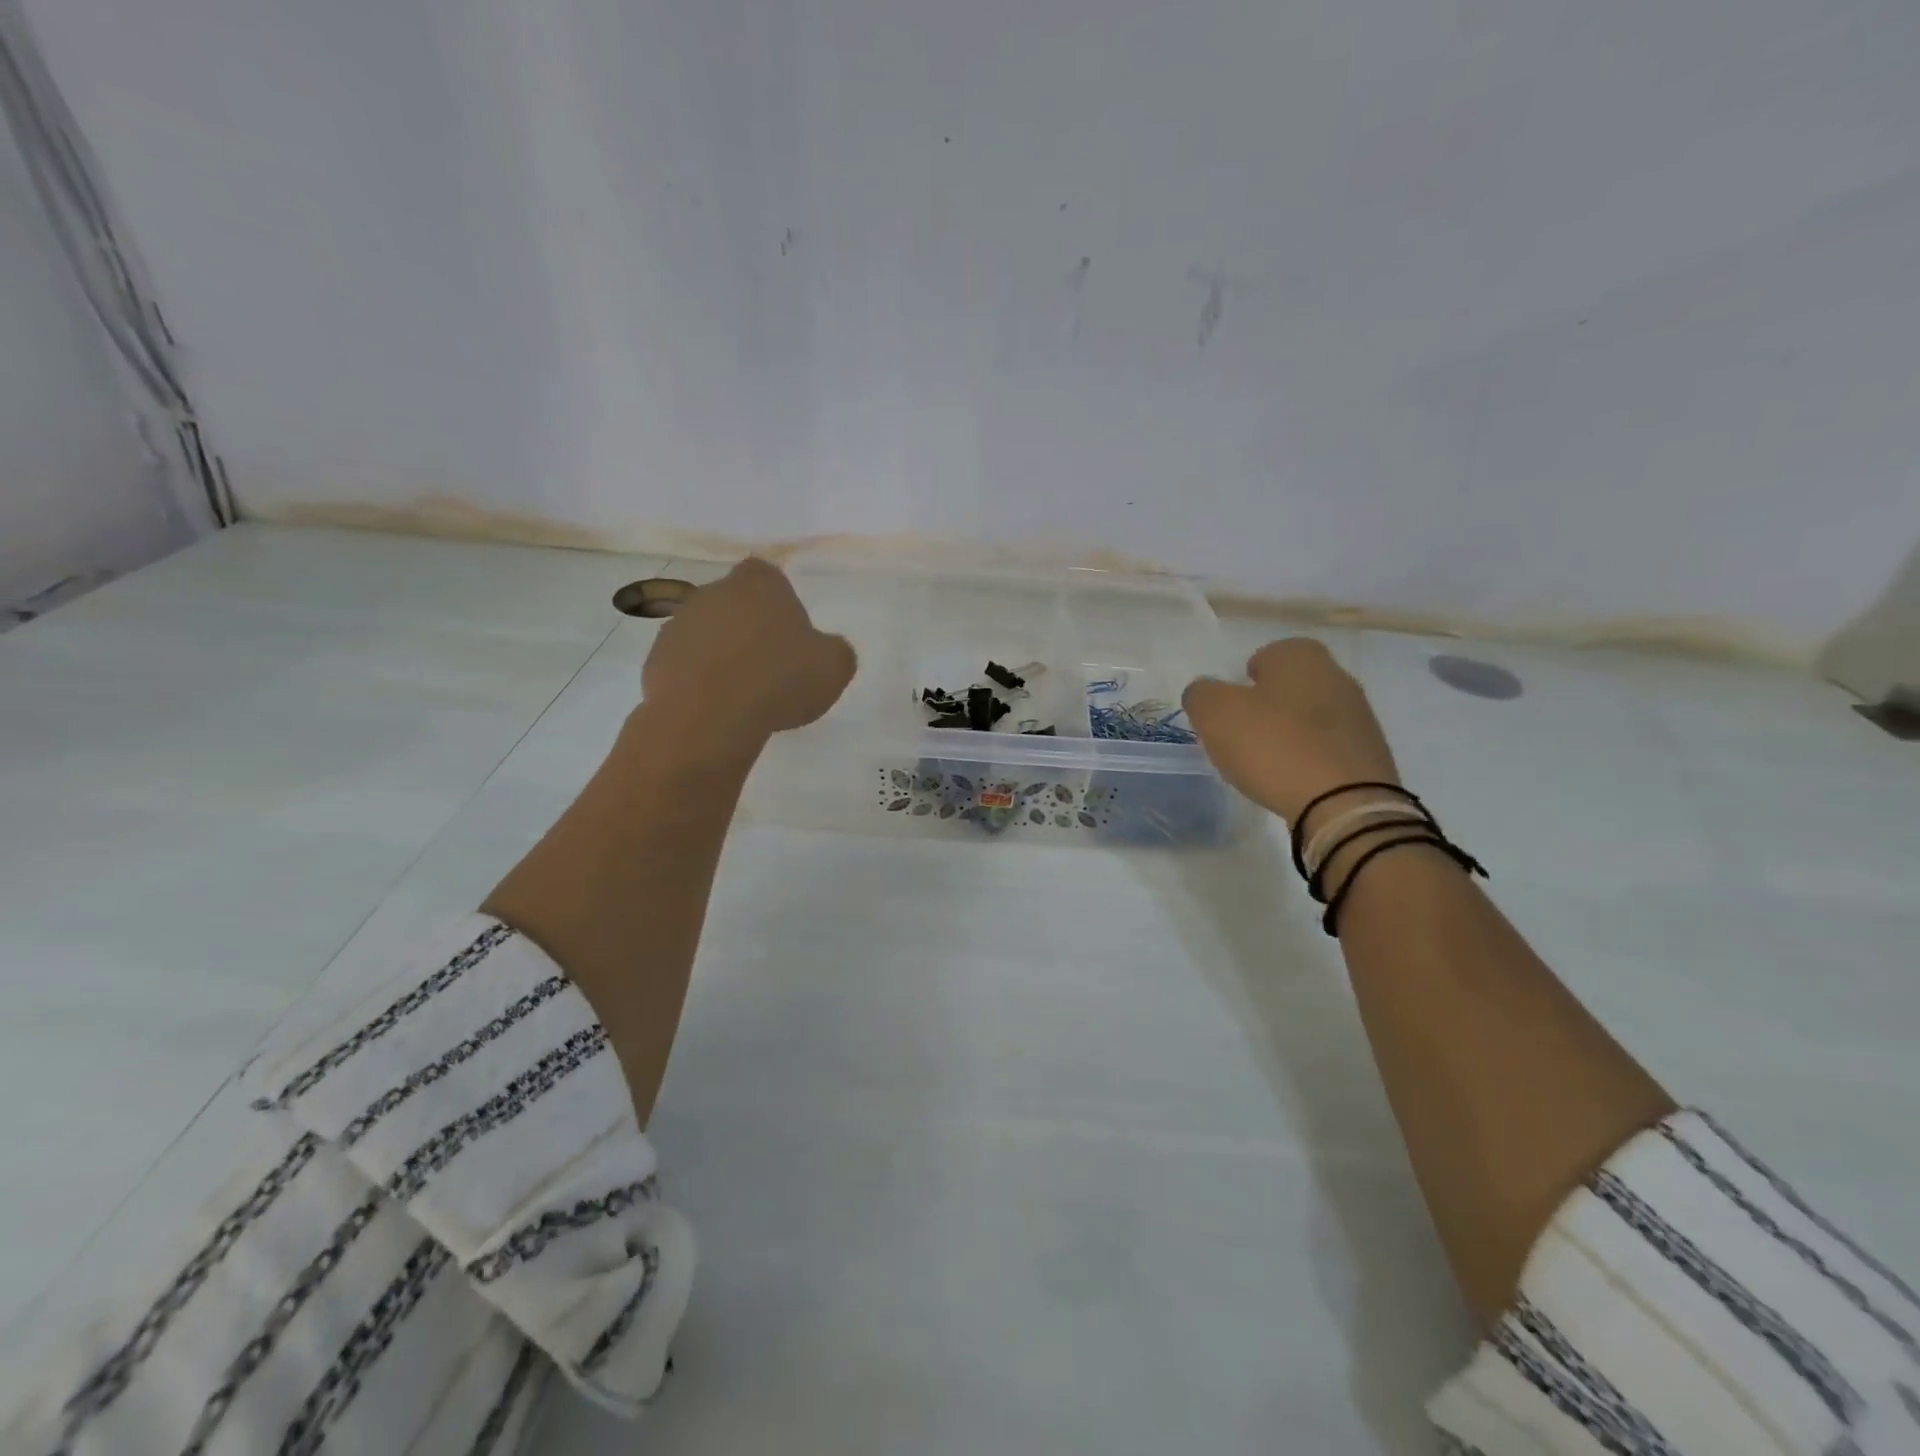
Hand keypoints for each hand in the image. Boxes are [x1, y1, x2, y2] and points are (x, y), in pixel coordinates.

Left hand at [640, 558, 856, 743]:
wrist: (707, 717)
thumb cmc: (779, 680)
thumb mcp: (834, 667)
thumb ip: (836, 651)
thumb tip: (826, 650)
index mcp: (759, 583)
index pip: (769, 577)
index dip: (781, 604)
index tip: (792, 636)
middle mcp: (714, 591)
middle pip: (736, 604)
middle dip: (750, 629)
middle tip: (771, 669)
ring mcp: (679, 623)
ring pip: (709, 634)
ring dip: (723, 655)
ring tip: (743, 695)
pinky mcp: (656, 658)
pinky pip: (686, 665)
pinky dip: (699, 681)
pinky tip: (717, 708)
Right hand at [1182, 638, 1399, 826]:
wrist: (1344, 804)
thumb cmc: (1274, 746)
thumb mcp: (1214, 713)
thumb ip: (1201, 694)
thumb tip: (1207, 693)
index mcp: (1301, 656)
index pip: (1266, 655)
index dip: (1243, 681)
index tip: (1231, 710)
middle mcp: (1337, 676)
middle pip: (1289, 687)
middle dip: (1267, 707)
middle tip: (1243, 737)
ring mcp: (1360, 716)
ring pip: (1310, 718)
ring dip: (1289, 735)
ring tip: (1267, 765)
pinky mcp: (1370, 754)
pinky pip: (1328, 749)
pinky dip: (1309, 760)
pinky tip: (1294, 781)